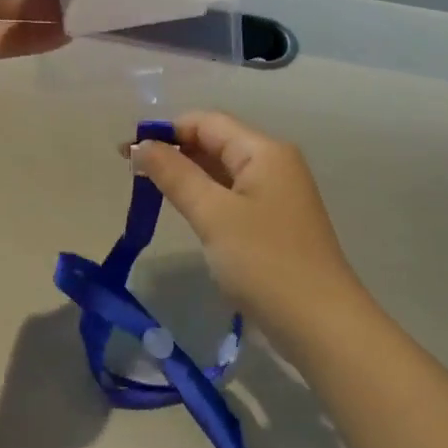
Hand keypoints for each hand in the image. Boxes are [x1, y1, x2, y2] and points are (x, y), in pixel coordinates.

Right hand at [128, 112, 364, 334]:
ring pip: (223, 170)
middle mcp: (274, 163)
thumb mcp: (213, 215)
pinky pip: (232, 195)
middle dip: (174, 151)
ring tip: (150, 190)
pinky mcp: (275, 222)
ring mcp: (278, 194)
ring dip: (187, 175)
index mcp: (264, 151)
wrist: (321, 326)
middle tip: (131, 173)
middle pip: (216, 142)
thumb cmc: (265, 263)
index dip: (165, 130)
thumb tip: (142, 145)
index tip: (126, 152)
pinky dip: (205, 196)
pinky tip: (185, 211)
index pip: (206, 122)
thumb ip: (175, 175)